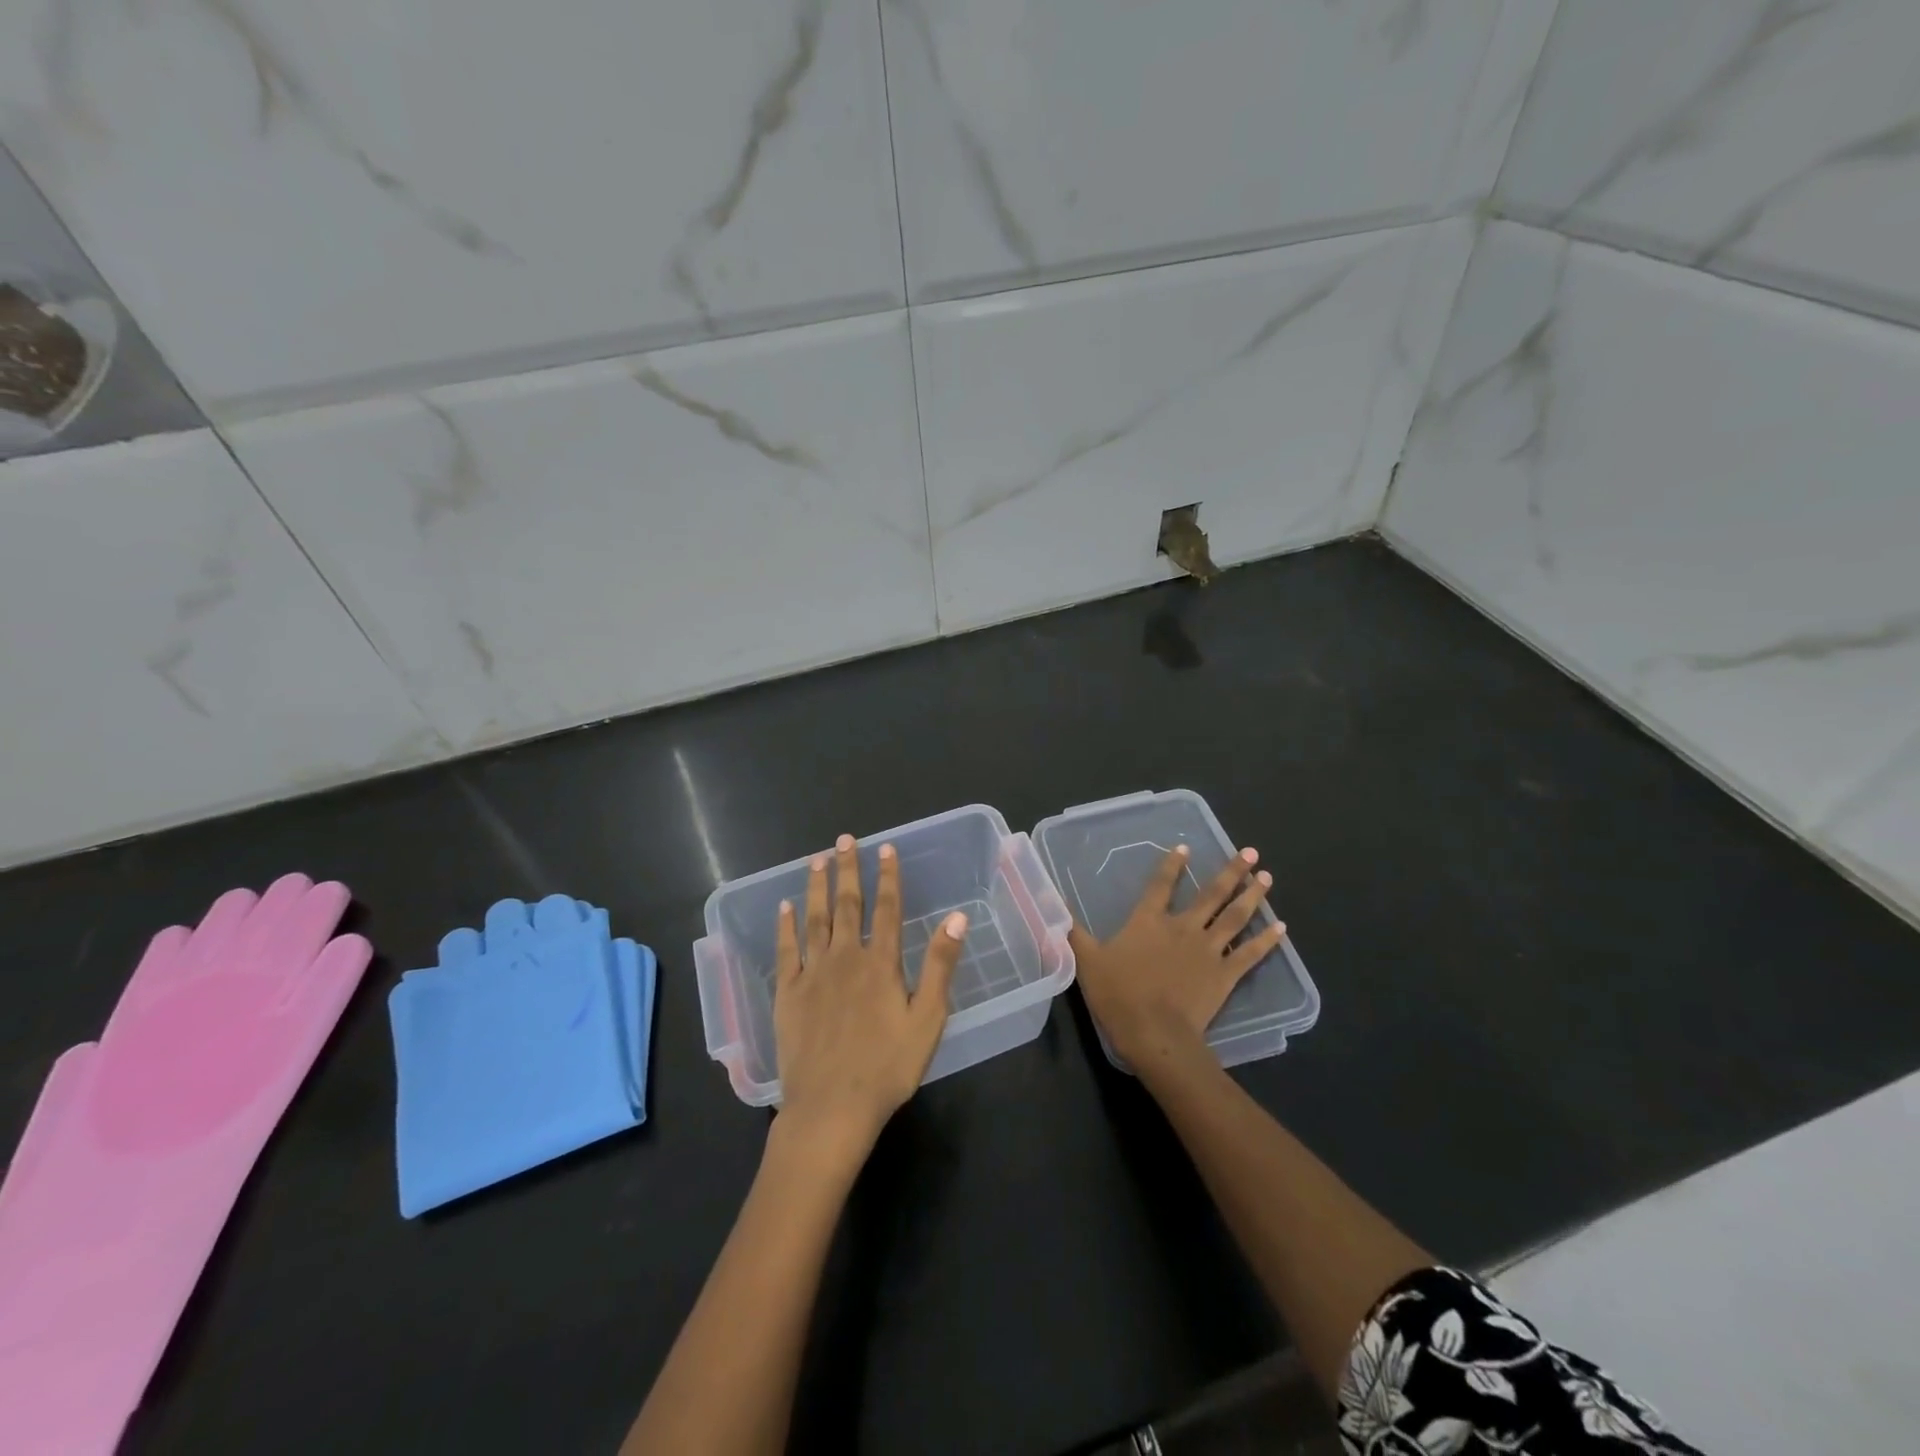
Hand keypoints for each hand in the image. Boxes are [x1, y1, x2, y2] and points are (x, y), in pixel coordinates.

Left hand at [772, 834, 967, 1165]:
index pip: (886, 908)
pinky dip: (785, 925)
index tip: (885, 848)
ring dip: (816, 887)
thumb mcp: (927, 1020)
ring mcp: (812, 974)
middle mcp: (844, 958)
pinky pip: (786, 950)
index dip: (887, 876)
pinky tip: (784, 906)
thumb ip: (939, 965)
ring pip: (814, 919)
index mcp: (880, 963)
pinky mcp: (787, 993)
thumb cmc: (887, 1068)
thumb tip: (956, 918)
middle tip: (844, 841)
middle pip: (847, 905)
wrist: (830, 1108)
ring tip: (816, 860)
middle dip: (848, 870)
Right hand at [1068, 844, 1282, 1073]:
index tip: (1186, 847)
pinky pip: (1250, 953)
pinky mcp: (1226, 975)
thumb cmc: (1118, 995)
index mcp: (1149, 922)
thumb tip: (1051, 904)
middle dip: (1231, 871)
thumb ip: (1072, 931)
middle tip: (1250, 850)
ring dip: (1253, 894)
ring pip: (1235, 916)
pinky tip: (1281, 927)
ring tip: (1267, 875)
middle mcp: (1182, 928)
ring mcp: (1208, 950)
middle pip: (1211, 894)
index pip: (1161, 885)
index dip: (1172, 864)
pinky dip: (1267, 940)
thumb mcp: (1086, 960)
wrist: (1155, 1034)